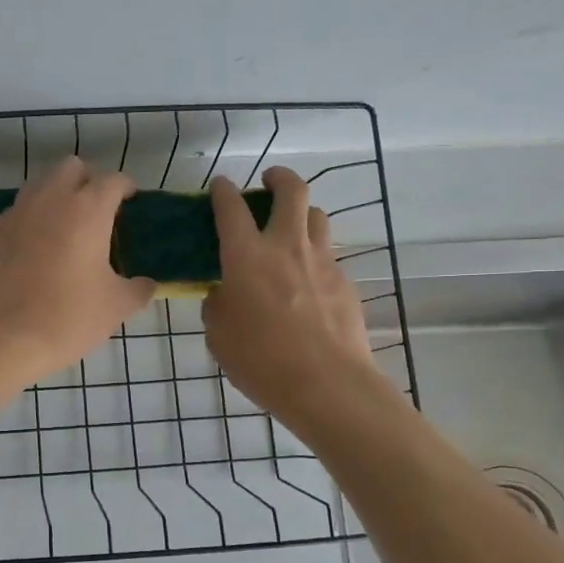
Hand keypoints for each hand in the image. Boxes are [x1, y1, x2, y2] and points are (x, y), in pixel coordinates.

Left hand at [0, 157, 154, 381]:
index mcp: (87, 210)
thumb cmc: (69, 318)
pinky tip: (38, 245)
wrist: (5, 338)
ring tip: (67, 223)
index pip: (112, 180)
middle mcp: (51, 200)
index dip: (126, 187)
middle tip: (98, 208)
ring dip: (57, 194)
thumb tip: (146, 284)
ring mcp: (17, 214)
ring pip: (40, 184)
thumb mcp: (116, 306)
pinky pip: (19, 211)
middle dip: (88, 180)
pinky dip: (33, 217)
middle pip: (72, 167)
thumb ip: (138, 288)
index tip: (131, 200)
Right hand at [203, 167, 376, 431]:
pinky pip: (328, 256)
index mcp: (246, 257)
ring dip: (302, 213)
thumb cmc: (261, 360)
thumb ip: (218, 304)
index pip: (232, 208)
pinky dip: (314, 258)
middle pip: (291, 191)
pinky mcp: (345, 283)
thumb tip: (225, 293)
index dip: (224, 191)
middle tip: (269, 182)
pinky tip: (306, 283)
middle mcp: (286, 248)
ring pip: (317, 217)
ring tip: (291, 229)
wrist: (326, 384)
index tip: (220, 186)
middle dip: (279, 178)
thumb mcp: (219, 334)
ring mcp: (322, 263)